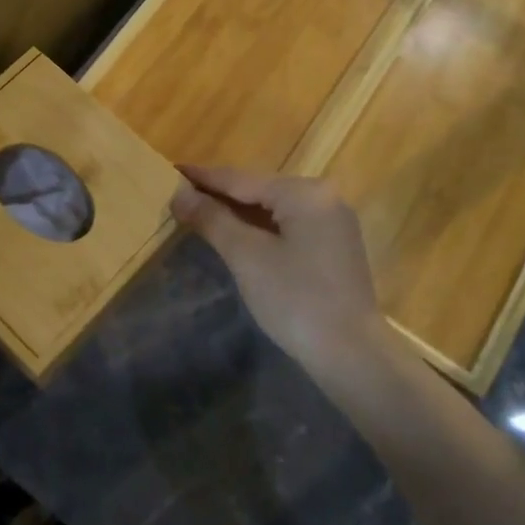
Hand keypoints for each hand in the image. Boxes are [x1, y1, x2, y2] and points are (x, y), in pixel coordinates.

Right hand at [170, 165, 385, 377]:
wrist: (351, 355)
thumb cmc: (295, 299)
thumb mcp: (246, 256)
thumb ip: (212, 219)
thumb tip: (180, 193)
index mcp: (305, 193)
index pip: (242, 179)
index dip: (204, 177)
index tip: (172, 169)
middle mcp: (324, 197)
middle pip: (260, 190)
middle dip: (220, 194)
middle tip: (181, 194)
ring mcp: (333, 223)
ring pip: (274, 209)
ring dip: (238, 212)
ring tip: (200, 210)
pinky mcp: (334, 247)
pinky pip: (288, 226)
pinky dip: (260, 228)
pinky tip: (237, 233)